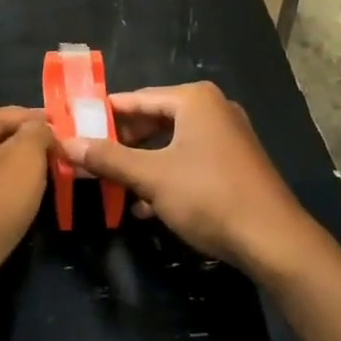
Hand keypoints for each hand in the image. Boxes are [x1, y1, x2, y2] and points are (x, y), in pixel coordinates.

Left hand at [0, 106, 51, 323]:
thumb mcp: (26, 159)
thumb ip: (39, 134)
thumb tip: (42, 129)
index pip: (20, 114)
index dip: (50, 127)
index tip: (75, 145)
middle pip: (5, 140)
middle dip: (35, 153)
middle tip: (66, 170)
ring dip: (21, 179)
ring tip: (49, 193)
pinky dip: (4, 201)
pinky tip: (20, 216)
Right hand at [59, 83, 311, 277]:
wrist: (274, 241)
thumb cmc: (208, 196)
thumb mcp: (151, 177)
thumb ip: (108, 158)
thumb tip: (66, 143)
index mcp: (194, 99)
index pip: (136, 99)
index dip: (103, 115)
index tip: (75, 128)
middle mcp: (212, 108)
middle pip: (154, 119)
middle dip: (122, 142)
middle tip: (91, 159)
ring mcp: (227, 135)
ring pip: (171, 143)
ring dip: (142, 163)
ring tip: (113, 183)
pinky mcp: (235, 163)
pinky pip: (190, 159)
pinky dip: (166, 175)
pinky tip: (146, 206)